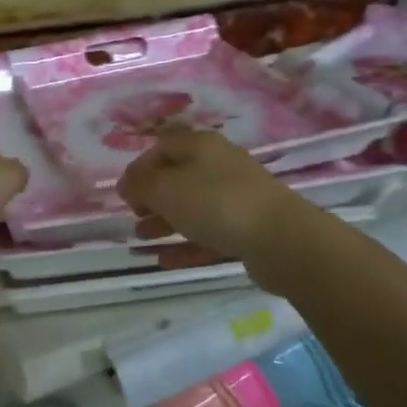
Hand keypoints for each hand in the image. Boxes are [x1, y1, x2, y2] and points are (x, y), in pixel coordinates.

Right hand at [117, 127, 304, 268]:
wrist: (282, 239)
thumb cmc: (216, 204)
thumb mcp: (166, 189)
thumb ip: (140, 184)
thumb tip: (127, 183)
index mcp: (201, 146)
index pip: (162, 147)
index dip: (139, 167)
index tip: (124, 193)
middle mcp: (220, 165)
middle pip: (178, 177)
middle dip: (152, 196)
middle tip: (134, 216)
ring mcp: (237, 197)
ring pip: (193, 206)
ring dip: (165, 221)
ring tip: (143, 238)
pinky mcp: (247, 228)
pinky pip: (209, 233)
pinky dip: (186, 244)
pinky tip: (165, 261)